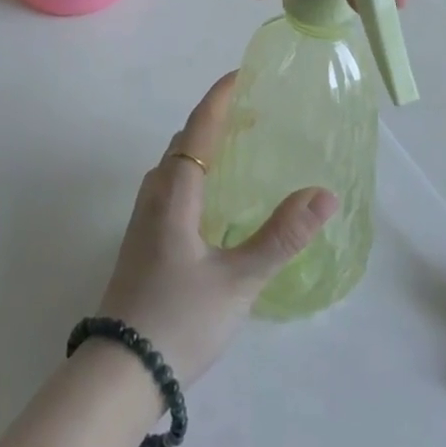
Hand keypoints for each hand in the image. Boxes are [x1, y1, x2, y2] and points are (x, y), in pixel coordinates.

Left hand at [97, 73, 337, 384]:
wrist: (120, 372)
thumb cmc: (180, 319)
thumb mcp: (239, 281)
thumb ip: (281, 236)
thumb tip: (325, 195)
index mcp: (176, 191)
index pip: (199, 127)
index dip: (220, 98)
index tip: (241, 75)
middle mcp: (155, 194)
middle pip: (185, 139)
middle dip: (216, 118)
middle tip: (252, 112)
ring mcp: (143, 217)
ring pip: (174, 163)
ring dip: (203, 144)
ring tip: (236, 146)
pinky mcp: (141, 239)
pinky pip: (170, 184)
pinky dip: (194, 169)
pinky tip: (212, 197)